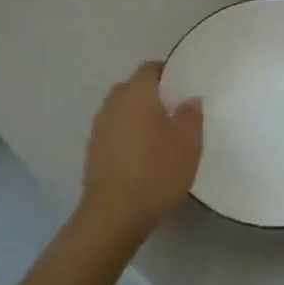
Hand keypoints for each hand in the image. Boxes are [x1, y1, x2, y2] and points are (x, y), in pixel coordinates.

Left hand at [78, 61, 203, 242]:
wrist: (114, 215)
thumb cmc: (156, 172)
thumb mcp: (188, 143)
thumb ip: (191, 115)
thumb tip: (189, 99)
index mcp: (136, 95)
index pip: (148, 69)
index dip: (165, 72)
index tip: (181, 84)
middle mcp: (113, 106)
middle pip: (130, 88)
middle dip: (148, 94)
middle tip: (171, 109)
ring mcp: (98, 130)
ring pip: (119, 112)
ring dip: (135, 116)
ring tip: (157, 134)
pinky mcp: (92, 154)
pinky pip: (112, 133)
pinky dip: (125, 136)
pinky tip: (140, 156)